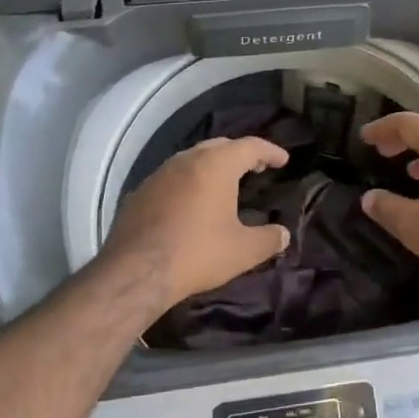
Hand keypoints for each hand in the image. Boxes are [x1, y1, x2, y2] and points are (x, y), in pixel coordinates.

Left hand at [100, 136, 291, 310]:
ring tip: (224, 184)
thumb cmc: (197, 253)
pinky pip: (172, 177)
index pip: (251, 146)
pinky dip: (189, 182)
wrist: (135, 272)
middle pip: (220, 146)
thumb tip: (283, 234)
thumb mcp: (243, 251)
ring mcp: (160, 173)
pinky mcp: (140, 191)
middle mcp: (188, 159)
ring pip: (193, 158)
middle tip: (257, 168)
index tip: (283, 160)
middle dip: (241, 154)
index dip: (270, 151)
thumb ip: (268, 239)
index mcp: (217, 164)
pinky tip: (190, 203)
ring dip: (212, 166)